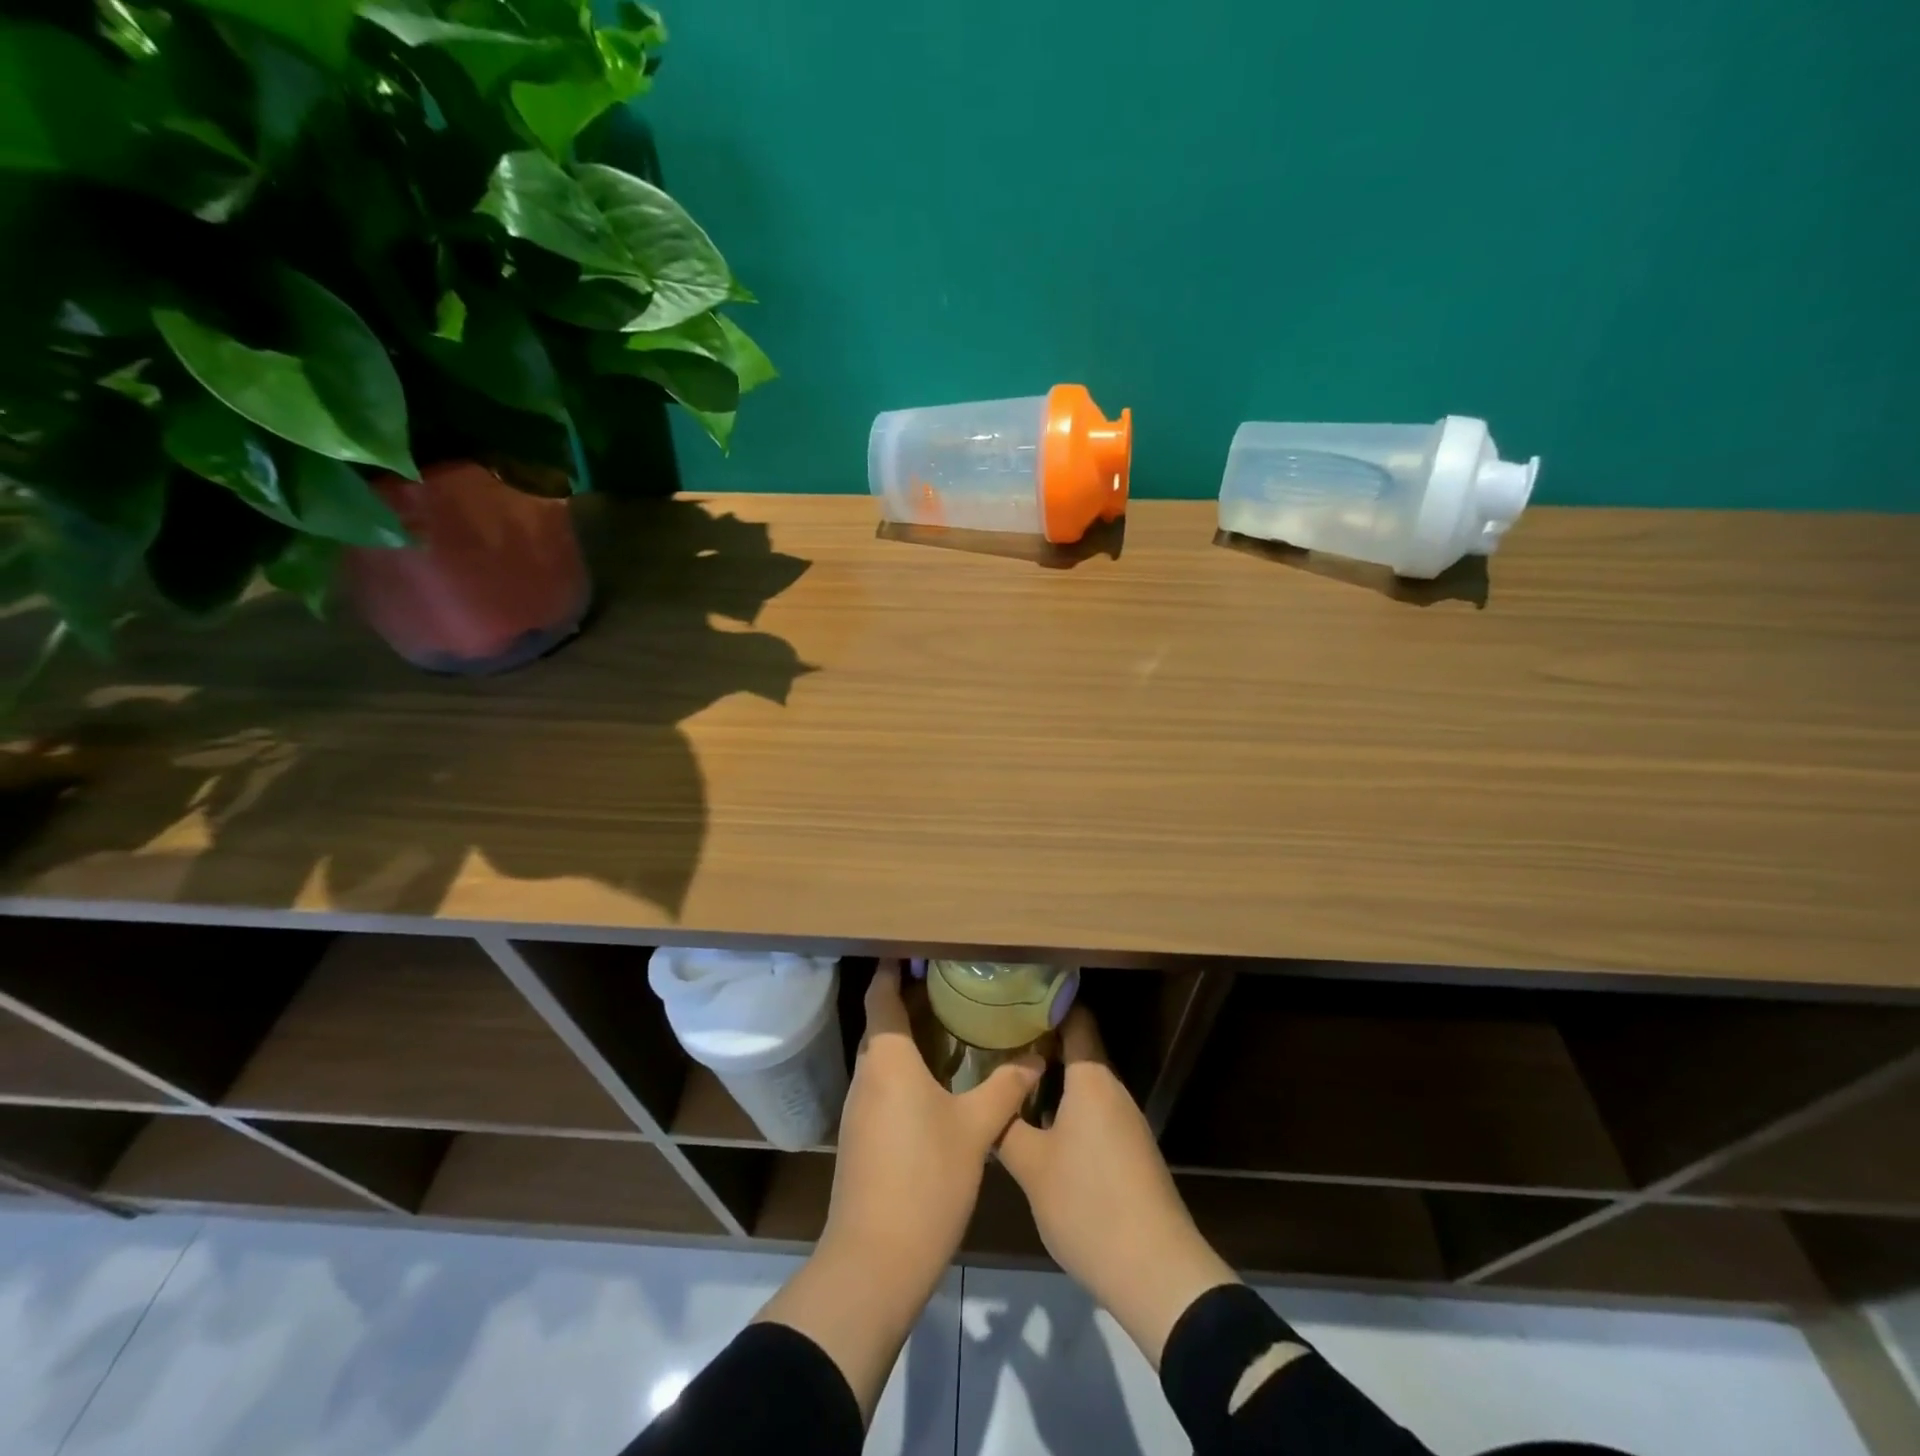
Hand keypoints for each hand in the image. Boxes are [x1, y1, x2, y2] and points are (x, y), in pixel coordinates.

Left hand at [824, 959, 1041, 1281]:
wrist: (875, 1260)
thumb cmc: (926, 1179)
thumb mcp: (976, 1129)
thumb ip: (1006, 1088)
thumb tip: (1037, 1058)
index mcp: (888, 1058)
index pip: (881, 994)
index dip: (894, 966)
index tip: (917, 947)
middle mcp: (867, 1073)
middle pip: (882, 1020)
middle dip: (910, 998)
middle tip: (951, 981)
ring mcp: (860, 1106)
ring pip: (883, 1053)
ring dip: (910, 1034)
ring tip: (952, 1021)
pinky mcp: (861, 1135)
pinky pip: (883, 1082)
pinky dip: (906, 1066)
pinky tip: (938, 1077)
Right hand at [998, 1007, 1238, 1367]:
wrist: (1156, 1272)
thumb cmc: (1088, 1204)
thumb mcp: (1032, 1168)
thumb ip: (1006, 1128)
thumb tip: (988, 1103)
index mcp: (1092, 1080)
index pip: (1076, 1020)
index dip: (1047, 1005)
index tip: (1013, 999)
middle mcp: (1112, 1091)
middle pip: (1077, 1051)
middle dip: (1039, 1045)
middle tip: (997, 1042)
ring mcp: (1125, 1123)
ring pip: (1083, 1086)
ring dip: (1051, 1080)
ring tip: (1009, 1081)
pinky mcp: (1130, 1153)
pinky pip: (1093, 1113)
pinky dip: (1065, 1108)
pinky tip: (1038, 1127)